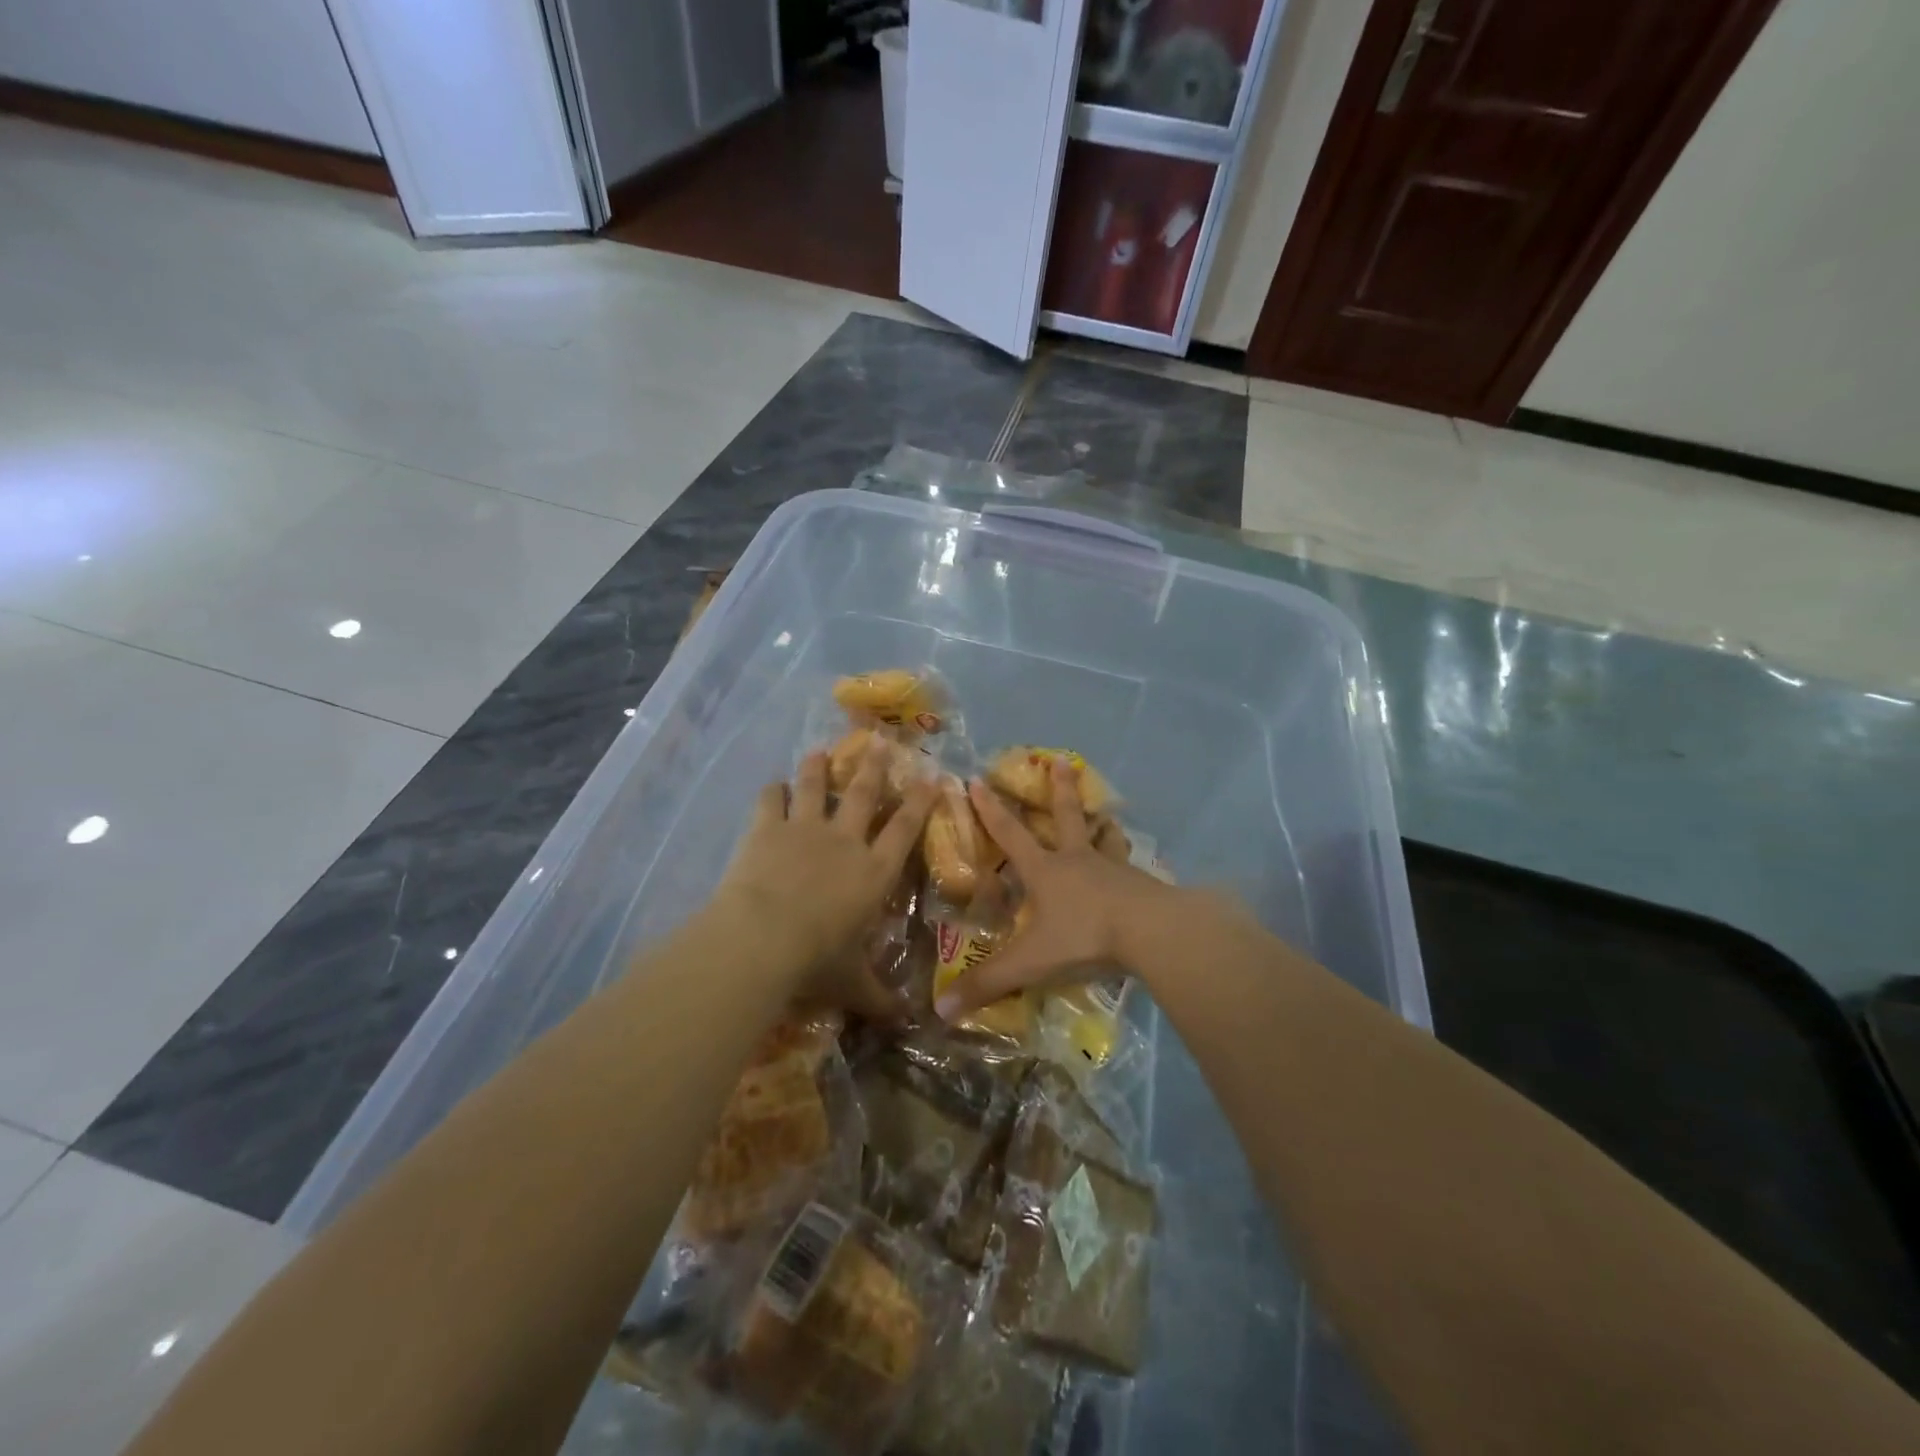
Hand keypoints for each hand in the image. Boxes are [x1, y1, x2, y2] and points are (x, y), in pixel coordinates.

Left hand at [717, 738, 937, 1018]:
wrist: (762, 938)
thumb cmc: (816, 960)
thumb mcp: (853, 984)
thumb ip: (879, 997)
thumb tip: (908, 1022)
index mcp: (873, 872)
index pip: (905, 829)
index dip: (920, 801)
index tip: (931, 776)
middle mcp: (845, 841)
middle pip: (864, 794)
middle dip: (874, 768)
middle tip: (880, 743)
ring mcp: (805, 829)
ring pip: (816, 787)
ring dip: (819, 768)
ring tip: (820, 750)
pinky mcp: (767, 829)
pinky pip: (770, 800)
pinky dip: (772, 791)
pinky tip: (773, 785)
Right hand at [936, 758, 1175, 1020]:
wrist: (1151, 931)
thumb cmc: (1084, 936)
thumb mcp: (1030, 962)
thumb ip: (988, 983)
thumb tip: (940, 1010)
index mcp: (1045, 871)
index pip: (1009, 834)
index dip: (989, 809)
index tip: (976, 780)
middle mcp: (1077, 861)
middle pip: (1065, 817)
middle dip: (1059, 790)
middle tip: (1062, 761)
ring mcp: (1113, 869)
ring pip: (1104, 839)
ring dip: (1101, 826)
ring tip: (1106, 816)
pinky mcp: (1141, 884)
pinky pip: (1131, 868)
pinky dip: (1128, 864)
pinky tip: (1137, 871)